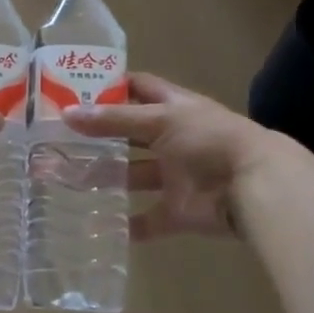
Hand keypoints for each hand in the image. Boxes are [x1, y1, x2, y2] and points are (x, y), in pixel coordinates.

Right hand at [63, 72, 278, 239]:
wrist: (255, 187)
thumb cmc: (209, 139)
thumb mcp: (161, 120)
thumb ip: (114, 120)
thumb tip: (67, 114)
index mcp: (173, 108)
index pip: (138, 88)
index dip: (110, 86)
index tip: (74, 88)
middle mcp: (172, 139)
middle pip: (129, 134)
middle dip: (99, 137)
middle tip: (58, 139)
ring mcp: (175, 175)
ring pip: (133, 176)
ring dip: (105, 178)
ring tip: (67, 179)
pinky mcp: (178, 210)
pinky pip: (149, 219)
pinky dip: (128, 225)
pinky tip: (97, 225)